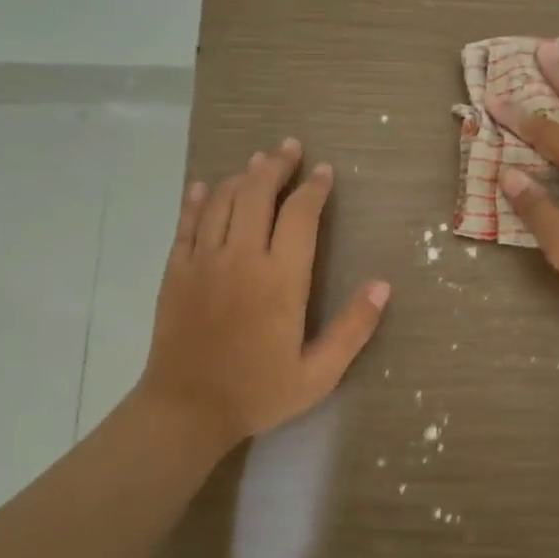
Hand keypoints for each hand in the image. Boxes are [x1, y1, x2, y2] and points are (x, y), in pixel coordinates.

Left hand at [136, 139, 390, 451]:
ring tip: (257, 161)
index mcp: (280, 278)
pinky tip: (204, 186)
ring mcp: (203, 261)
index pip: (300, 214)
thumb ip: (353, 328)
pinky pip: (186, 223)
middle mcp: (241, 257)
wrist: (186, 410)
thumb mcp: (319, 373)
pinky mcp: (176, 271)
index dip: (314, 188)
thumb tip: (382, 285)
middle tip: (290, 147)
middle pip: (257, 193)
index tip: (324, 172)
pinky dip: (196, 200)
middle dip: (276, 165)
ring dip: (241, 176)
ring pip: (222, 201)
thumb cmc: (258, 392)